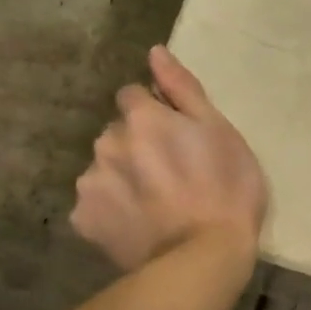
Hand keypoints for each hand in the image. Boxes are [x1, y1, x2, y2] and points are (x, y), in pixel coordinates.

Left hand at [71, 46, 267, 271]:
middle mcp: (107, 143)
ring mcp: (91, 183)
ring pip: (104, 168)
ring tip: (155, 204)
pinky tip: (137, 224)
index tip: (178, 138)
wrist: (203, 257)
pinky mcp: (84, 220)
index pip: (134, 96)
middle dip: (137, 145)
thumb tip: (155, 52)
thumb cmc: (226, 189)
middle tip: (172, 174)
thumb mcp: (220, 131)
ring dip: (122, 176)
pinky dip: (111, 210)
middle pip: (117, 133)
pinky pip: (94, 205)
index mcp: (142, 118)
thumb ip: (183, 89)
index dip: (156, 114)